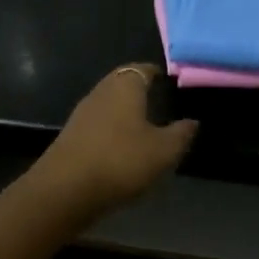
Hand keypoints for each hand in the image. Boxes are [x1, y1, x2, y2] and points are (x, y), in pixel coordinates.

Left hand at [31, 64, 197, 217]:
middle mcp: (101, 91)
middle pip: (122, 82)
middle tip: (159, 101)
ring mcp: (82, 113)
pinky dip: (111, 129)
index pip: (142, 68)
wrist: (65, 190)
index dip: (156, 73)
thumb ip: (181, 134)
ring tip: (144, 125)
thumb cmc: (121, 160)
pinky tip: (122, 146)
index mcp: (125, 86)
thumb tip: (193, 121)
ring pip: (108, 103)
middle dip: (139, 89)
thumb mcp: (163, 151)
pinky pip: (98, 123)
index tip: (169, 81)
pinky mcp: (71, 135)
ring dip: (124, 110)